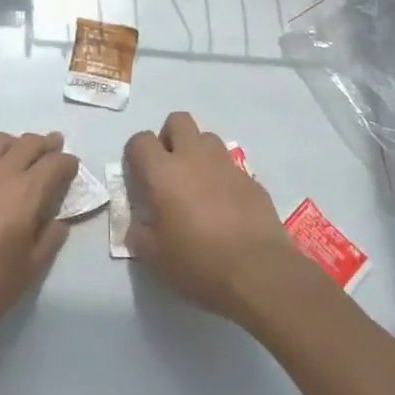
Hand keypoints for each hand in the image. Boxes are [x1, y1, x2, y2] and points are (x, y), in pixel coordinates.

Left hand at [0, 130, 79, 357]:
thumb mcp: (28, 272)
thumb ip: (49, 240)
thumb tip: (59, 220)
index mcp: (25, 194)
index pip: (54, 164)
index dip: (67, 163)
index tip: (72, 167)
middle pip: (28, 143)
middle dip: (45, 144)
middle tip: (53, 148)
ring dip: (14, 144)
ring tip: (19, 155)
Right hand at [124, 111, 302, 323]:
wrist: (259, 273)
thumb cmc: (199, 263)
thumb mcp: (154, 257)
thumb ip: (139, 233)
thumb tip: (140, 224)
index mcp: (164, 172)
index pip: (140, 140)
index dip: (135, 155)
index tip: (139, 177)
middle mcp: (194, 157)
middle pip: (178, 121)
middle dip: (169, 138)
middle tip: (168, 170)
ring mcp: (226, 165)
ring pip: (207, 137)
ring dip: (197, 152)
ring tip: (197, 184)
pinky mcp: (251, 179)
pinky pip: (230, 165)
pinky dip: (221, 175)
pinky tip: (224, 205)